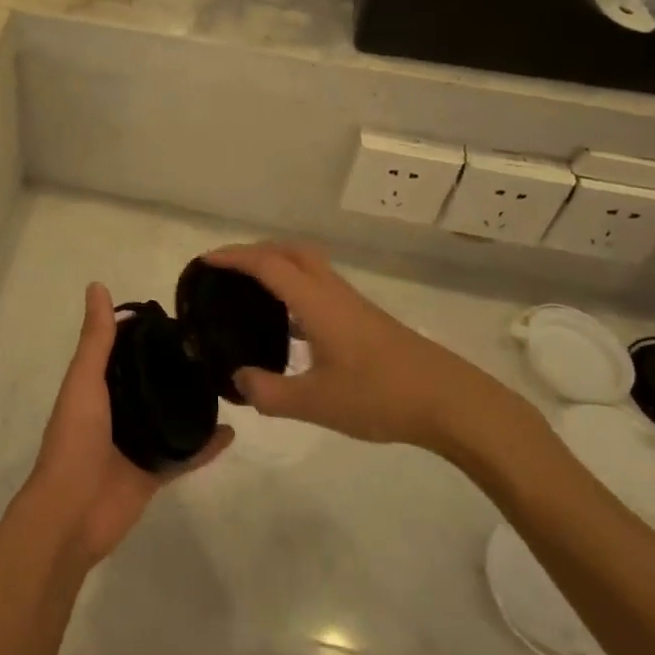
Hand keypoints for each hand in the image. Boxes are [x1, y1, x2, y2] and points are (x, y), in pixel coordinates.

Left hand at [20, 282, 231, 566]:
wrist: (72, 513)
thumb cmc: (75, 439)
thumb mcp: (85, 381)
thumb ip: (97, 339)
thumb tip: (97, 285)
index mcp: (97, 386)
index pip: (125, 350)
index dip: (147, 332)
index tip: (179, 315)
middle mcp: (118, 410)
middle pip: (151, 381)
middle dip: (177, 366)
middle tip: (214, 345)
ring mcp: (137, 443)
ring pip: (171, 416)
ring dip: (193, 402)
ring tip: (227, 380)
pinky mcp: (154, 472)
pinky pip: (186, 454)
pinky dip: (207, 445)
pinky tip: (232, 431)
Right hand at [204, 243, 536, 464]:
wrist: (450, 401)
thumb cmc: (381, 396)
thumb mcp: (316, 403)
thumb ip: (269, 393)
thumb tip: (238, 379)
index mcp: (316, 303)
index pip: (268, 265)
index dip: (234, 258)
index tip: (204, 261)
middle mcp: (332, 293)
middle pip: (290, 251)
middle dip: (254, 251)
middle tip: (226, 270)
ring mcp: (352, 305)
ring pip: (308, 266)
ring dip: (277, 265)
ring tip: (249, 290)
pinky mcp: (364, 320)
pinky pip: (319, 287)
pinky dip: (294, 287)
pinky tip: (288, 324)